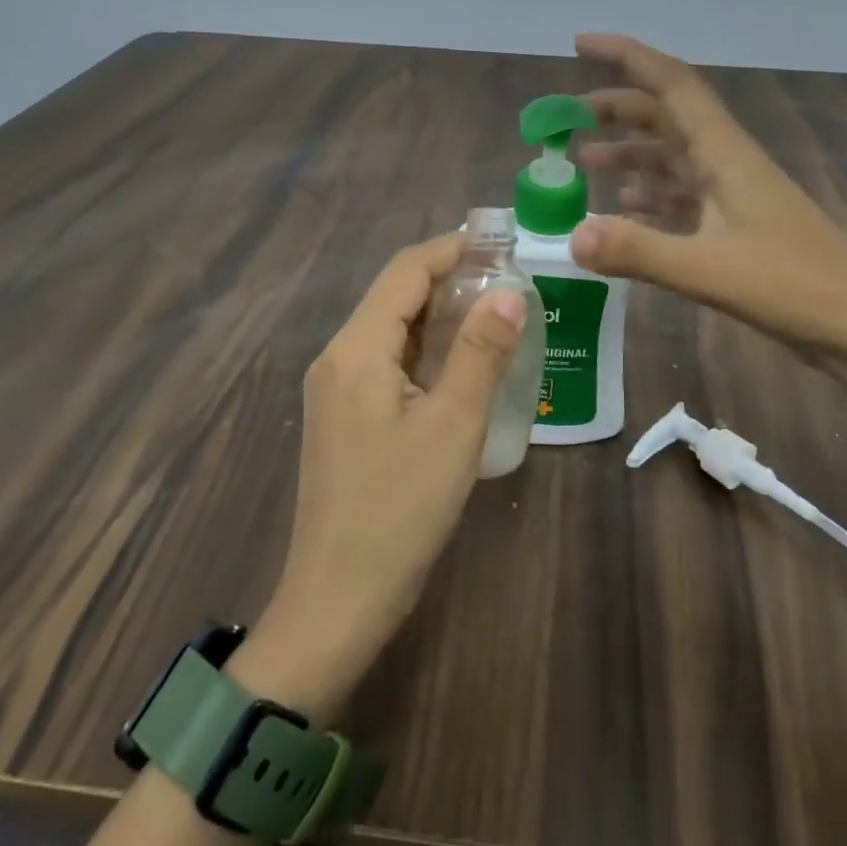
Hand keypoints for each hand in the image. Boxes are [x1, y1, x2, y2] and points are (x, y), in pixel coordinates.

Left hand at [247, 234, 525, 719]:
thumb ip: (481, 353)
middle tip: (511, 279)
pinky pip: (387, 363)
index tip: (504, 243)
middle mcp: (337, 357)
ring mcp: (335, 389)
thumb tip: (510, 291)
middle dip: (450, 279)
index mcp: (357, 350)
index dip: (453, 249)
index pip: (405, 271)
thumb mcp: (452, 427)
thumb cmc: (398, 511)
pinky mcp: (343, 417)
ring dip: (440, 315)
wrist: (336, 601)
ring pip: (391, 330)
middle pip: (395, 296)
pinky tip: (462, 364)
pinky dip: (426, 350)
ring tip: (497, 314)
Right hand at [569, 34, 846, 357]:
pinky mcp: (737, 226)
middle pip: (667, 116)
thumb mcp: (707, 271)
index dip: (626, 57)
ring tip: (584, 161)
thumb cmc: (792, 287)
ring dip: (630, 153)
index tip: (580, 44)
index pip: (672, 84)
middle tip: (569, 117)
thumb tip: (571, 237)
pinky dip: (651, 196)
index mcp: (725, 153)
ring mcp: (734, 195)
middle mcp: (727, 163)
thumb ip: (638, 251)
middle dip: (617, 107)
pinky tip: (626, 209)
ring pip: (673, 156)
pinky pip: (684, 197)